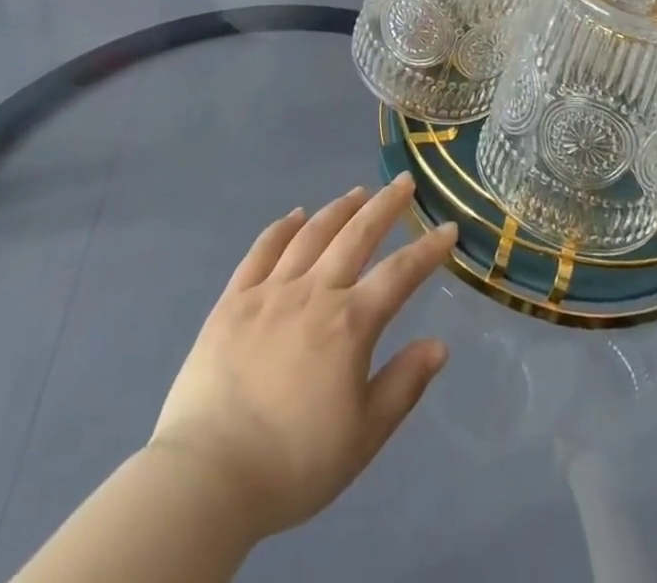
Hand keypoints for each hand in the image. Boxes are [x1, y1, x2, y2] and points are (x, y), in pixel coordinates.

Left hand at [146, 175, 456, 542]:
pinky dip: (283, 227)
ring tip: (359, 192)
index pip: (399, 274)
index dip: (427, 249)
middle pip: (357, 235)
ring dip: (340, 208)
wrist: (208, 475)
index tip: (448, 228)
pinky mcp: (234, 299)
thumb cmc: (294, 463)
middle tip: (404, 182)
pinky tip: (297, 216)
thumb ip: (404, 385)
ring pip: (313, 234)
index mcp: (349, 323)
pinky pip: (262, 250)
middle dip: (386, 206)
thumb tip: (439, 345)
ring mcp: (270, 290)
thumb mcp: (363, 436)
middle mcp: (314, 292)